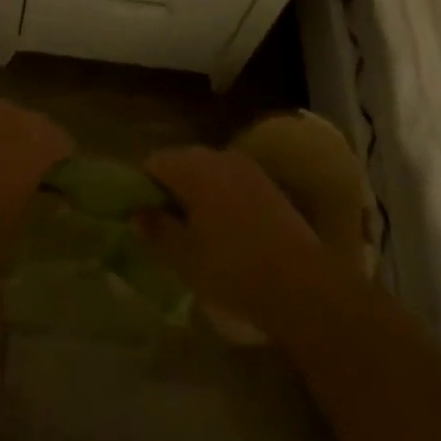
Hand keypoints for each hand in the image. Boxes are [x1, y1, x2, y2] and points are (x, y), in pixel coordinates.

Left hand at [0, 102, 72, 255]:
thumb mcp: (19, 230)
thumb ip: (41, 206)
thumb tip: (53, 198)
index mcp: (38, 140)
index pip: (65, 146)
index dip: (64, 170)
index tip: (59, 194)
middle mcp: (11, 116)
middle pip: (33, 129)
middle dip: (32, 152)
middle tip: (27, 187)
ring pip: (0, 125)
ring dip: (1, 146)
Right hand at [139, 146, 333, 332]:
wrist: (302, 284)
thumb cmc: (232, 268)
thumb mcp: (185, 256)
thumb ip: (157, 230)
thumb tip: (138, 213)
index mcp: (192, 167)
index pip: (154, 162)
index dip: (142, 187)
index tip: (143, 218)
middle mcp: (218, 156)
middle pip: (182, 163)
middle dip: (170, 190)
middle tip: (167, 228)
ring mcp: (247, 167)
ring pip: (208, 172)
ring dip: (197, 194)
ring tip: (197, 233)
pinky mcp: (268, 184)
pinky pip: (232, 182)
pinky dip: (222, 199)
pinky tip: (227, 233)